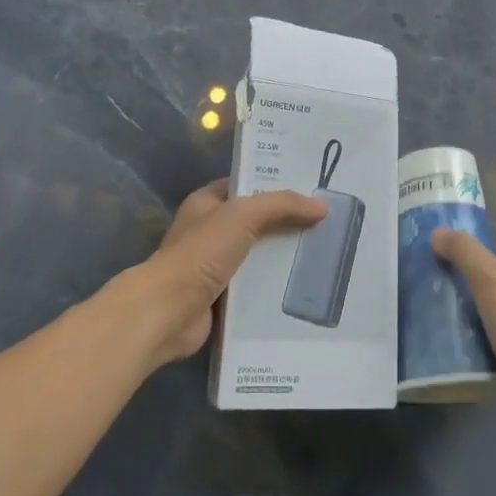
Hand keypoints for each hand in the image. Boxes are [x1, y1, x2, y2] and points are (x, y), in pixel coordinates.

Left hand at [129, 180, 326, 367]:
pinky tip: (306, 287)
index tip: (312, 187)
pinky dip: (276, 288)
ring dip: (285, 257)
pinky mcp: (223, 298)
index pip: (247, 185)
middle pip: (257, 222)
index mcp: (207, 203)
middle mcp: (210, 231)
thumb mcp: (243, 215)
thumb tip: (322, 206)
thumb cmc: (201, 253)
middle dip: (288, 223)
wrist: (168, 312)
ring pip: (259, 255)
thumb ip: (281, 205)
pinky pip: (256, 287)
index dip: (277, 183)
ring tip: (325, 254)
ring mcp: (215, 266)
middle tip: (328, 222)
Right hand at [431, 232, 495, 432]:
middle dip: (481, 284)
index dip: (485, 251)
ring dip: (485, 314)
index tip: (460, 268)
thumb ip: (464, 252)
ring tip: (458, 322)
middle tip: (454, 294)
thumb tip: (439, 232)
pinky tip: (476, 348)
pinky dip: (495, 340)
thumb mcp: (490, 280)